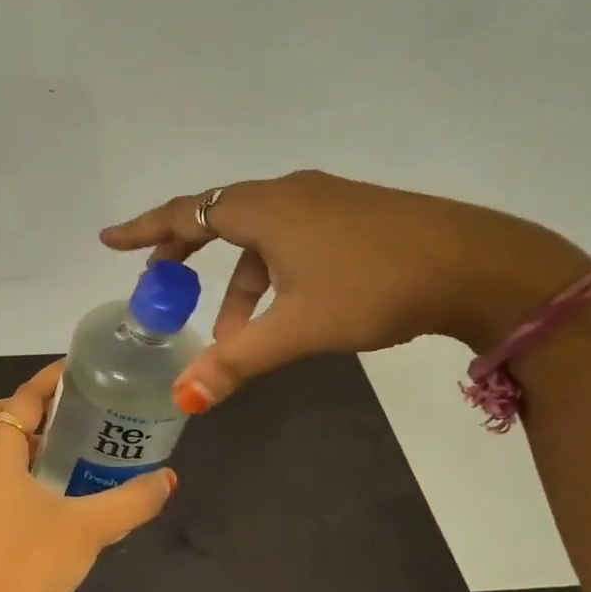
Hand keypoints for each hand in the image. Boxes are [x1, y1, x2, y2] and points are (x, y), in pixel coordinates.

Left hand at [0, 362, 176, 591]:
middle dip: (30, 406)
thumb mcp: (92, 527)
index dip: (48, 380)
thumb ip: (133, 500)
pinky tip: (45, 486)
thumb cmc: (33, 562)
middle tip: (71, 411)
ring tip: (61, 445)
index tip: (76, 370)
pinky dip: (12, 463)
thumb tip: (168, 478)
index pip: (22, 398)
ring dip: (19, 436)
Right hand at [101, 170, 589, 411]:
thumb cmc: (376, 287)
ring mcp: (324, 201)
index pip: (185, 213)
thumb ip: (238, 360)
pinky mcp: (353, 215)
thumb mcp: (299, 327)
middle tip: (160, 285)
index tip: (110, 240)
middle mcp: (288, 194)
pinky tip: (284, 313)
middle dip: (185, 255)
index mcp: (264, 208)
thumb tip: (184, 397)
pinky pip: (289, 239)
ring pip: (258, 237)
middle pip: (217, 218)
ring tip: (235, 335)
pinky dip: (271, 275)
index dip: (144, 230)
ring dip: (237, 283)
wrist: (480, 265)